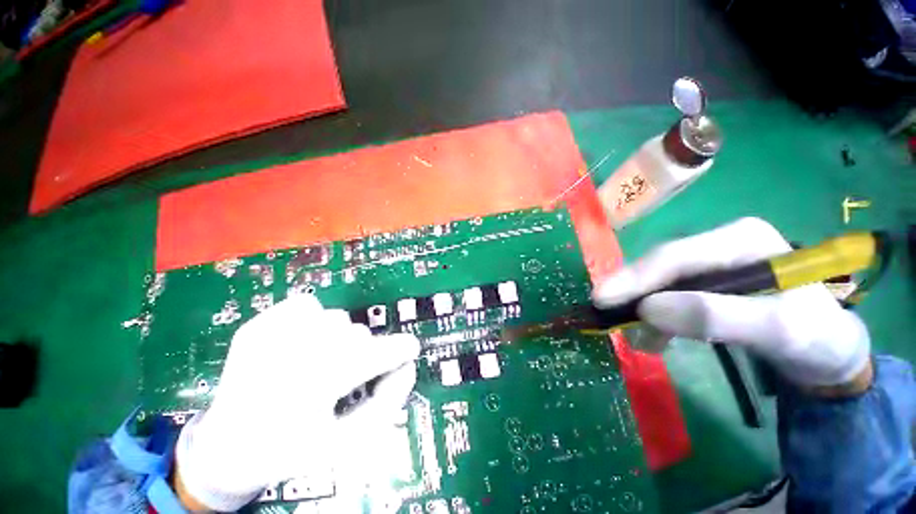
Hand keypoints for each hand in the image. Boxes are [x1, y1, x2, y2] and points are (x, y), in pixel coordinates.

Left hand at [175, 294, 419, 511]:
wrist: (227, 447)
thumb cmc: (290, 449)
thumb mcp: (346, 441)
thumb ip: (386, 403)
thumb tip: (407, 368)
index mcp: (314, 387)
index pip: (376, 354)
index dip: (400, 349)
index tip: (409, 349)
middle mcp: (291, 353)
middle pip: (357, 334)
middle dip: (362, 354)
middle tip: (348, 376)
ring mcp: (269, 334)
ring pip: (336, 318)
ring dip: (339, 339)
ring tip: (320, 363)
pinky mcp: (256, 324)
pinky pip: (306, 305)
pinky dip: (313, 321)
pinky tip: (301, 345)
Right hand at [593, 217, 870, 392]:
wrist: (827, 353)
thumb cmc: (814, 339)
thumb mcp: (778, 330)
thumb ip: (716, 316)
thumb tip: (649, 309)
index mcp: (741, 239)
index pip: (675, 256)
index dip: (634, 277)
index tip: (602, 300)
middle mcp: (719, 243)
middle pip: (660, 267)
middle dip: (632, 293)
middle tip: (605, 315)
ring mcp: (709, 262)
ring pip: (659, 282)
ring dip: (643, 309)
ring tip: (639, 340)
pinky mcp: (703, 282)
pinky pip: (665, 295)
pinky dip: (655, 318)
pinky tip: (654, 337)